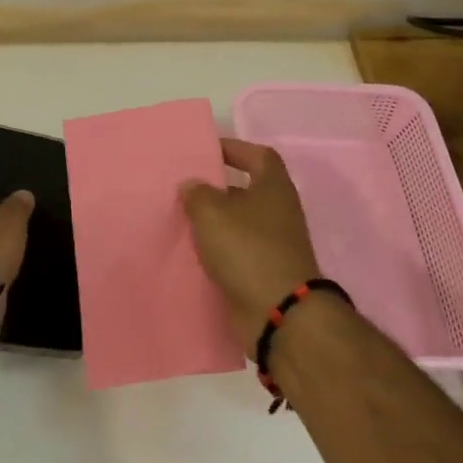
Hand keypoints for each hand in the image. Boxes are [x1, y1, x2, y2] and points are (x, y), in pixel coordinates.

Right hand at [181, 139, 321, 352]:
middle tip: (186, 188)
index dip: (234, 149)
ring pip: (240, 224)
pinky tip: (193, 254)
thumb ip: (197, 193)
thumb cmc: (248, 249)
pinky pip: (237, 254)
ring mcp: (275, 245)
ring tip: (183, 221)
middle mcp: (279, 212)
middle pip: (247, 190)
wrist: (279, 313)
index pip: (258, 155)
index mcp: (273, 187)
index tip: (206, 151)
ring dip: (215, 223)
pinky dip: (218, 252)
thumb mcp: (212, 212)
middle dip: (217, 189)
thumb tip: (192, 185)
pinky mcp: (265, 274)